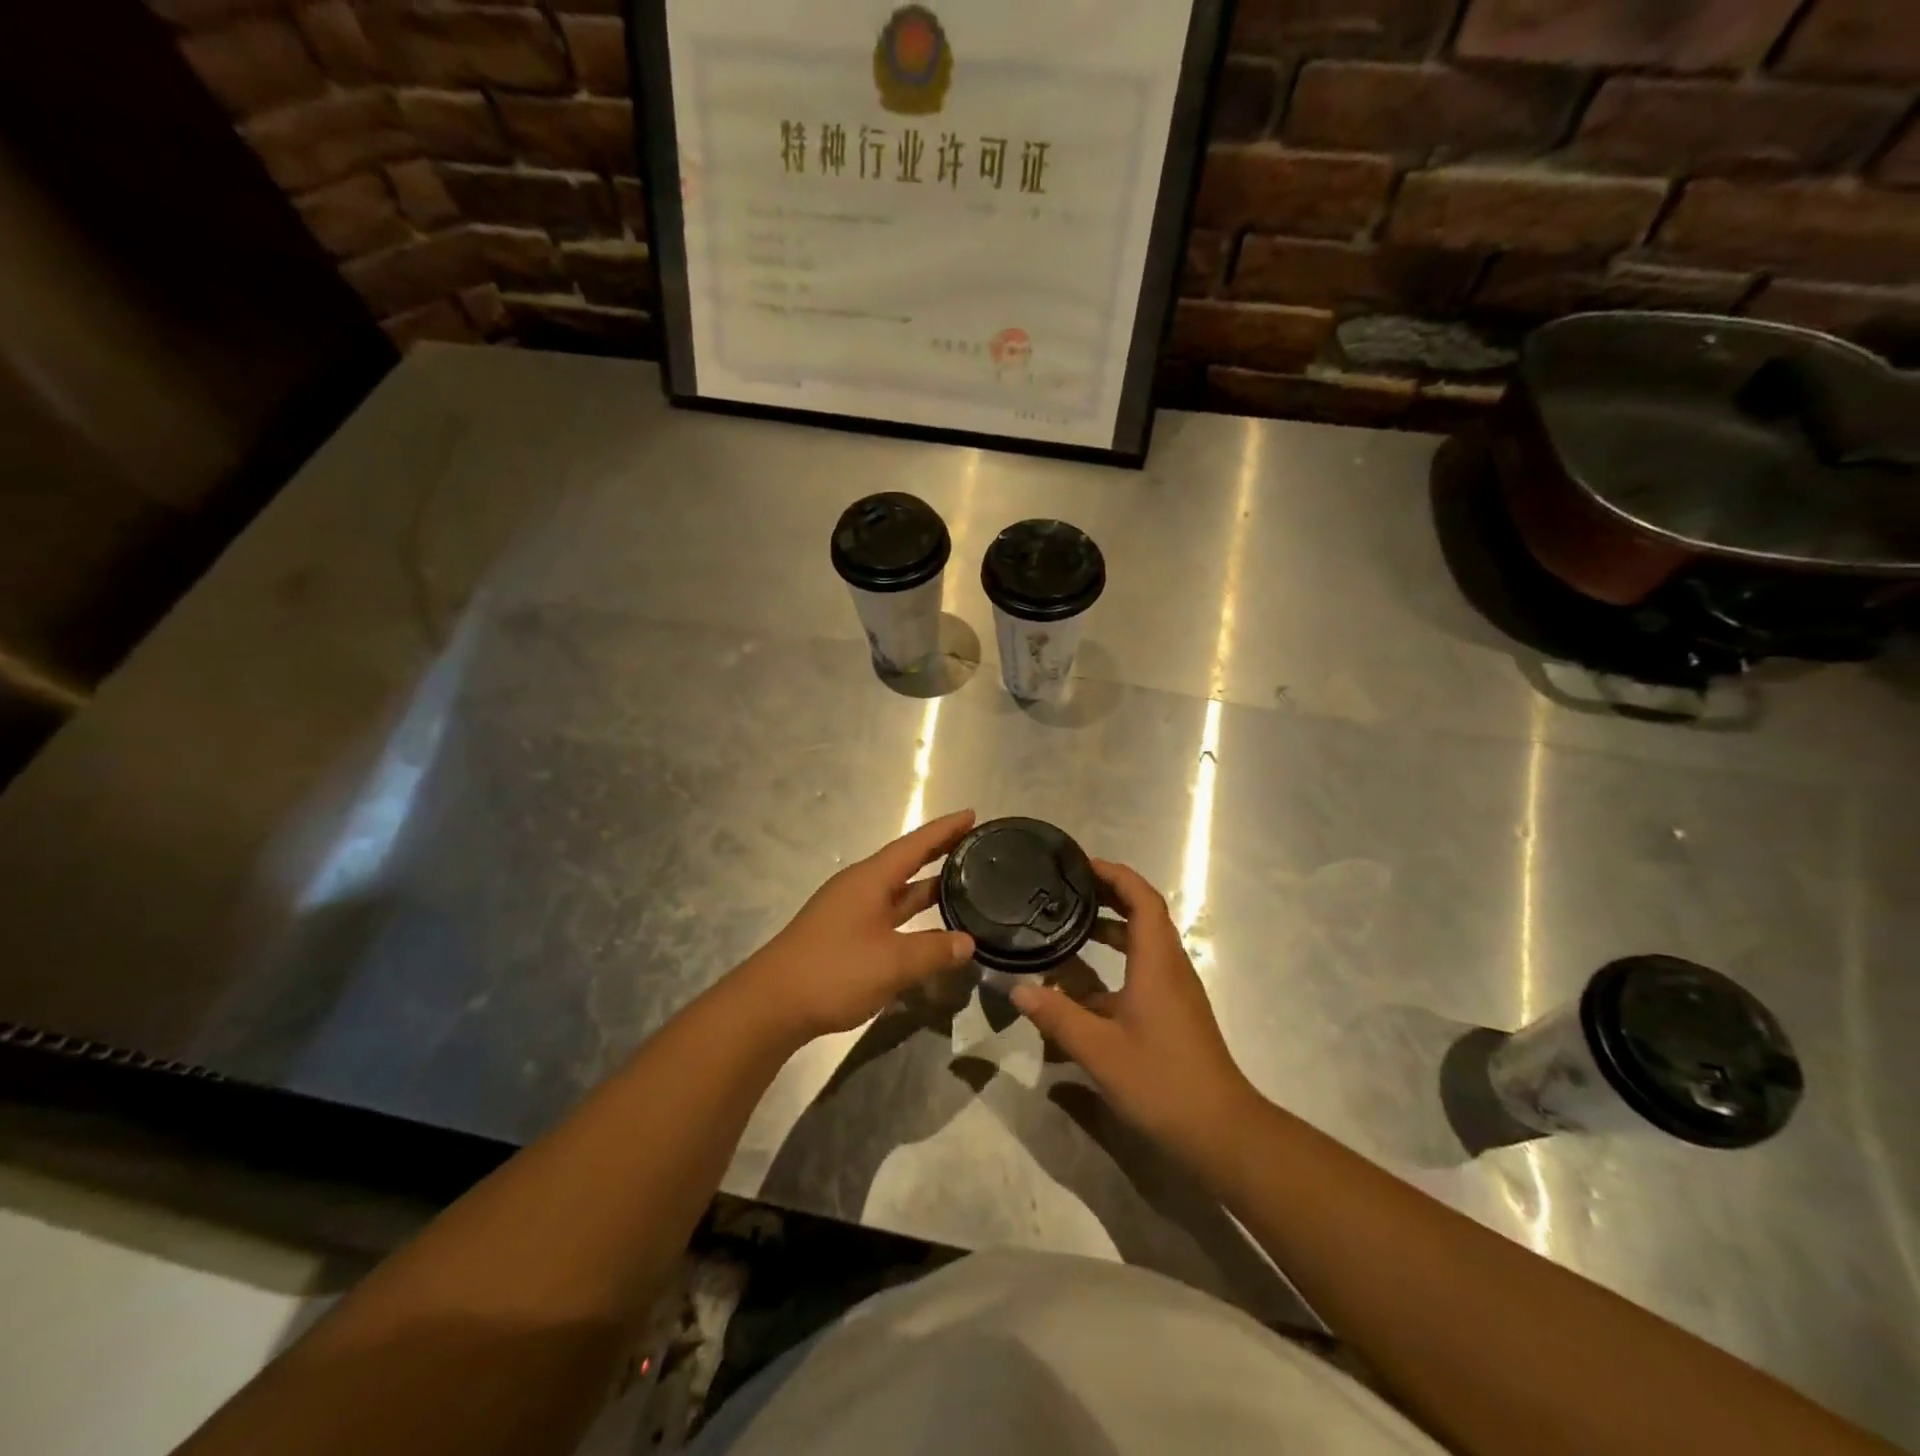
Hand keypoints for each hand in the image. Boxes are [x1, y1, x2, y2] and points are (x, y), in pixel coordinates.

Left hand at [742, 810, 977, 1041]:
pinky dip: (913, 917)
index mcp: (870, 880)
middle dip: (940, 853)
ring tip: (964, 884)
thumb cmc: (834, 971)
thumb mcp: (892, 962)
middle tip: (975, 846)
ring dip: (928, 887)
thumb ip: (934, 951)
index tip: (972, 815)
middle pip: (907, 863)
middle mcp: (861, 888)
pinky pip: (889, 915)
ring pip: (898, 892)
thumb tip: (968, 943)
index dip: (944, 830)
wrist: (772, 1004)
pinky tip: (932, 931)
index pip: (915, 845)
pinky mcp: (846, 936)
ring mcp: (851, 912)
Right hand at [1011, 859, 1259, 1167]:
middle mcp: (1169, 967)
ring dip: (1109, 930)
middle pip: (1143, 914)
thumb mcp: (1099, 1050)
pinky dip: (1113, 964)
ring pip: (1142, 944)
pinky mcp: (1172, 1012)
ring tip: (1067, 928)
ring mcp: (1174, 991)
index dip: (1115, 875)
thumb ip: (1057, 1016)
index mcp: (1157, 962)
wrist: (1221, 1131)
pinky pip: (1142, 970)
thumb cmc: (1162, 1081)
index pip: (1142, 898)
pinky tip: (1080, 986)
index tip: (1081, 865)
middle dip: (1108, 896)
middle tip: (1067, 890)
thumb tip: (1017, 988)